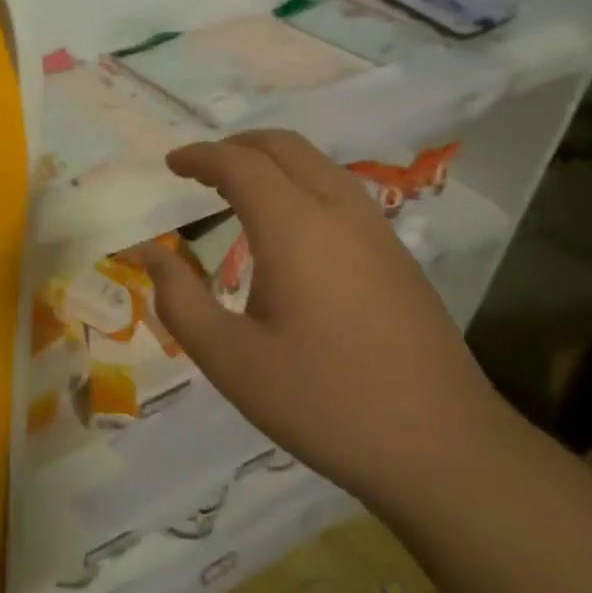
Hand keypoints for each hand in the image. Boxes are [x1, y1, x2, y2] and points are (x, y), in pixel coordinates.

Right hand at [141, 130, 503, 499]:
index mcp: (295, 228)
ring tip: (239, 189)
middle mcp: (340, 213)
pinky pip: (343, 194)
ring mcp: (378, 233)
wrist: (441, 447)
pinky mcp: (399, 258)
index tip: (171, 163)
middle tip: (201, 167)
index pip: (240, 164)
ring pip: (320, 166)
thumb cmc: (322, 401)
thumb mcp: (229, 358)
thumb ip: (179, 299)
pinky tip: (290, 228)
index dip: (201, 156)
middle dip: (238, 145)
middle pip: (286, 148)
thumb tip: (150, 252)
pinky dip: (303, 185)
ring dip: (274, 162)